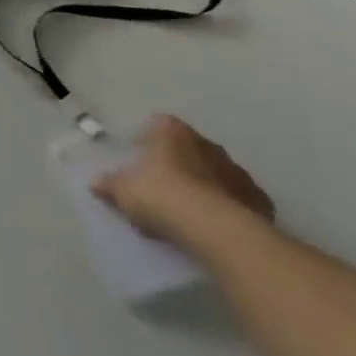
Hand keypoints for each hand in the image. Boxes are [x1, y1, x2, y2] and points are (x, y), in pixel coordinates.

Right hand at [91, 114, 273, 246]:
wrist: (215, 230)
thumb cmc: (161, 195)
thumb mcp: (123, 191)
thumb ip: (110, 185)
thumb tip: (97, 183)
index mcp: (173, 133)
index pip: (159, 125)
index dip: (147, 141)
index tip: (139, 161)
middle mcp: (207, 145)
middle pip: (189, 149)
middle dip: (177, 165)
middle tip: (161, 189)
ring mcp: (237, 172)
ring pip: (215, 174)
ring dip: (203, 187)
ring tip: (187, 214)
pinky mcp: (259, 200)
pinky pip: (237, 200)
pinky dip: (227, 210)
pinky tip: (213, 228)